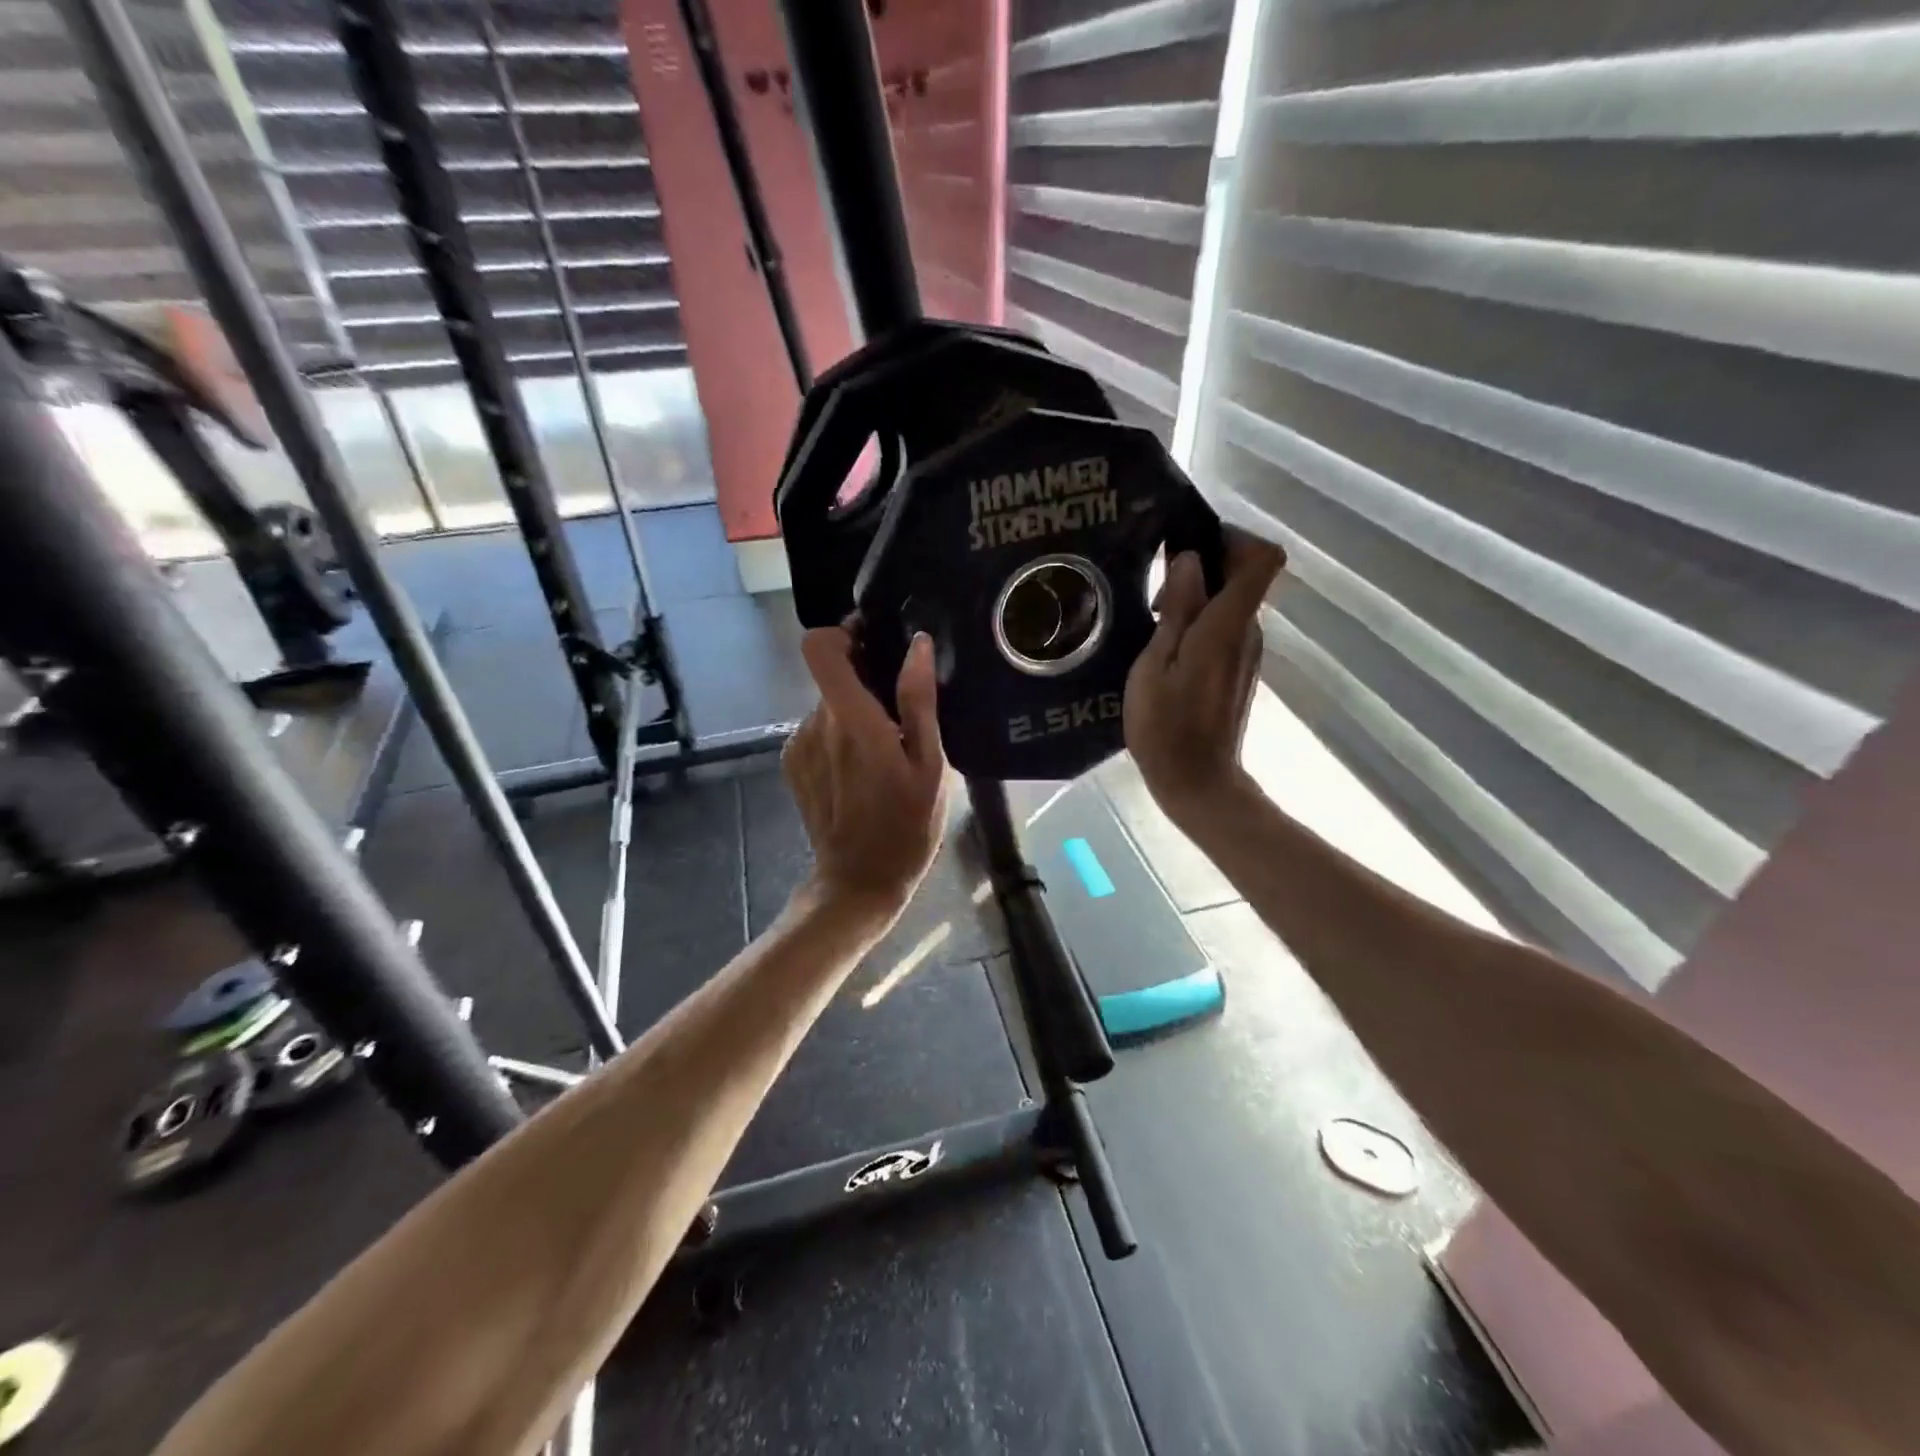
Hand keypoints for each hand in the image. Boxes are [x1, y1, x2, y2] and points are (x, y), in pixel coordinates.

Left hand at [786, 626, 950, 920]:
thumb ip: (919, 701)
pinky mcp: (791, 763)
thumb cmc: (906, 827)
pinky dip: (839, 735)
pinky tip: (862, 769)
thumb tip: (917, 645)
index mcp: (851, 720)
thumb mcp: (930, 766)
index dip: (842, 633)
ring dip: (854, 712)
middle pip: (832, 676)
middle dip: (865, 681)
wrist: (858, 881)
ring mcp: (798, 744)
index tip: (873, 642)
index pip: (819, 648)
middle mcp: (815, 723)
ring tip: (885, 749)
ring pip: (827, 704)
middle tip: (900, 711)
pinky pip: (818, 729)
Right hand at [1124, 533, 1285, 822]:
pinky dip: (1199, 623)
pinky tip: (1164, 646)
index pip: (1262, 559)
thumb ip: (1176, 611)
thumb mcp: (1154, 666)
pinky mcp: (1238, 671)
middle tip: (1154, 586)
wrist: (1197, 782)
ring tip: (1150, 617)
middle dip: (1204, 566)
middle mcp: (1248, 632)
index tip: (1191, 543)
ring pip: (1231, 603)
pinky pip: (1225, 628)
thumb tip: (1189, 560)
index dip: (1234, 538)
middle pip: (1245, 576)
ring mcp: (1247, 653)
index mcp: (1228, 626)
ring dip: (1197, 598)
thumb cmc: (1166, 727)